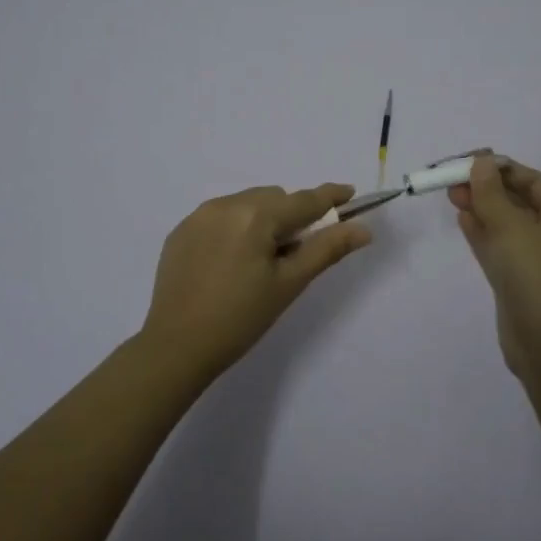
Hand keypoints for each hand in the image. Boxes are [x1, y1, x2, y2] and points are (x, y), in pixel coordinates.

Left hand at [139, 182, 372, 377]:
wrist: (176, 347)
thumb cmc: (241, 318)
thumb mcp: (289, 284)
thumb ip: (327, 249)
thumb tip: (363, 229)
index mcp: (255, 216)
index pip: (303, 200)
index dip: (330, 196)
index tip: (349, 193)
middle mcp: (225, 205)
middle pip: (274, 198)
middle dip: (291, 216)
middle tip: (295, 252)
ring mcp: (198, 216)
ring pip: (246, 203)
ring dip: (262, 219)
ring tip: (261, 260)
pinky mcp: (180, 232)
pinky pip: (219, 216)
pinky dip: (235, 228)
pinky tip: (231, 262)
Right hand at [449, 154, 540, 376]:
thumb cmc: (536, 277)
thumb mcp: (511, 227)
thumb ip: (491, 193)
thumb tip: (482, 162)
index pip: (530, 179)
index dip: (499, 168)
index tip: (467, 162)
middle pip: (516, 200)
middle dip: (486, 188)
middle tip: (452, 181)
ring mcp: (535, 259)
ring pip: (505, 224)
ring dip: (480, 209)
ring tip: (451, 195)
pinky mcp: (518, 281)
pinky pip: (499, 248)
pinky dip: (482, 233)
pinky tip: (462, 221)